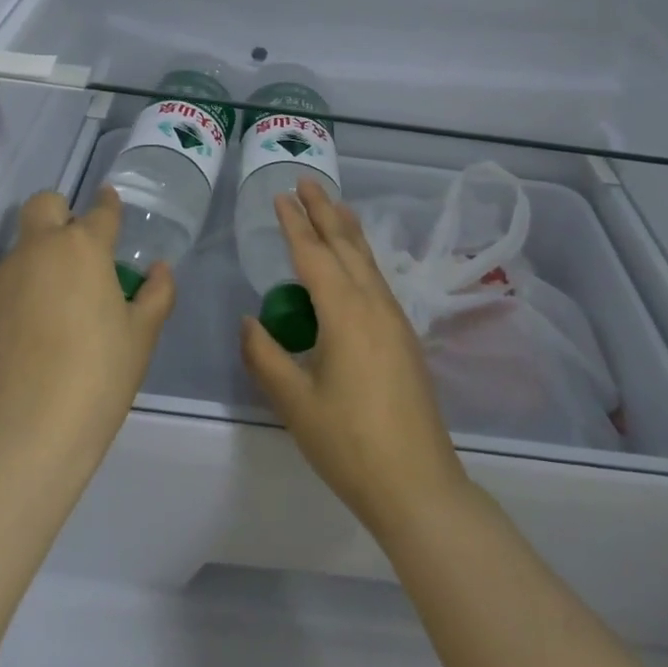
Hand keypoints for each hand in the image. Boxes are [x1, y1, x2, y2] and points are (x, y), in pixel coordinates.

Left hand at [0, 187, 173, 466]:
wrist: (30, 429)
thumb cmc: (99, 375)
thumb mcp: (142, 335)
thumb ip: (156, 293)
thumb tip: (159, 269)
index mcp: (84, 247)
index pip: (101, 210)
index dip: (109, 204)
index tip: (112, 204)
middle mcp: (40, 248)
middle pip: (45, 204)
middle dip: (62, 212)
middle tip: (78, 247)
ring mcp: (4, 275)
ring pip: (23, 244)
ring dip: (41, 255)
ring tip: (57, 299)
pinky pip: (6, 278)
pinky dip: (22, 286)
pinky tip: (33, 325)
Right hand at [240, 181, 472, 541]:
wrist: (418, 485)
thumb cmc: (350, 444)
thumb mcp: (296, 402)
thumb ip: (266, 356)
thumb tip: (249, 321)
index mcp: (345, 313)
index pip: (314, 255)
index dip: (295, 224)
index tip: (280, 196)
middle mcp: (374, 305)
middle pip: (347, 245)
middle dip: (324, 211)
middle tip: (306, 181)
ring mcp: (395, 320)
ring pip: (367, 260)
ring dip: (347, 229)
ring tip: (334, 205)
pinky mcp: (404, 337)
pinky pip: (378, 279)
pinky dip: (361, 255)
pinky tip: (356, 262)